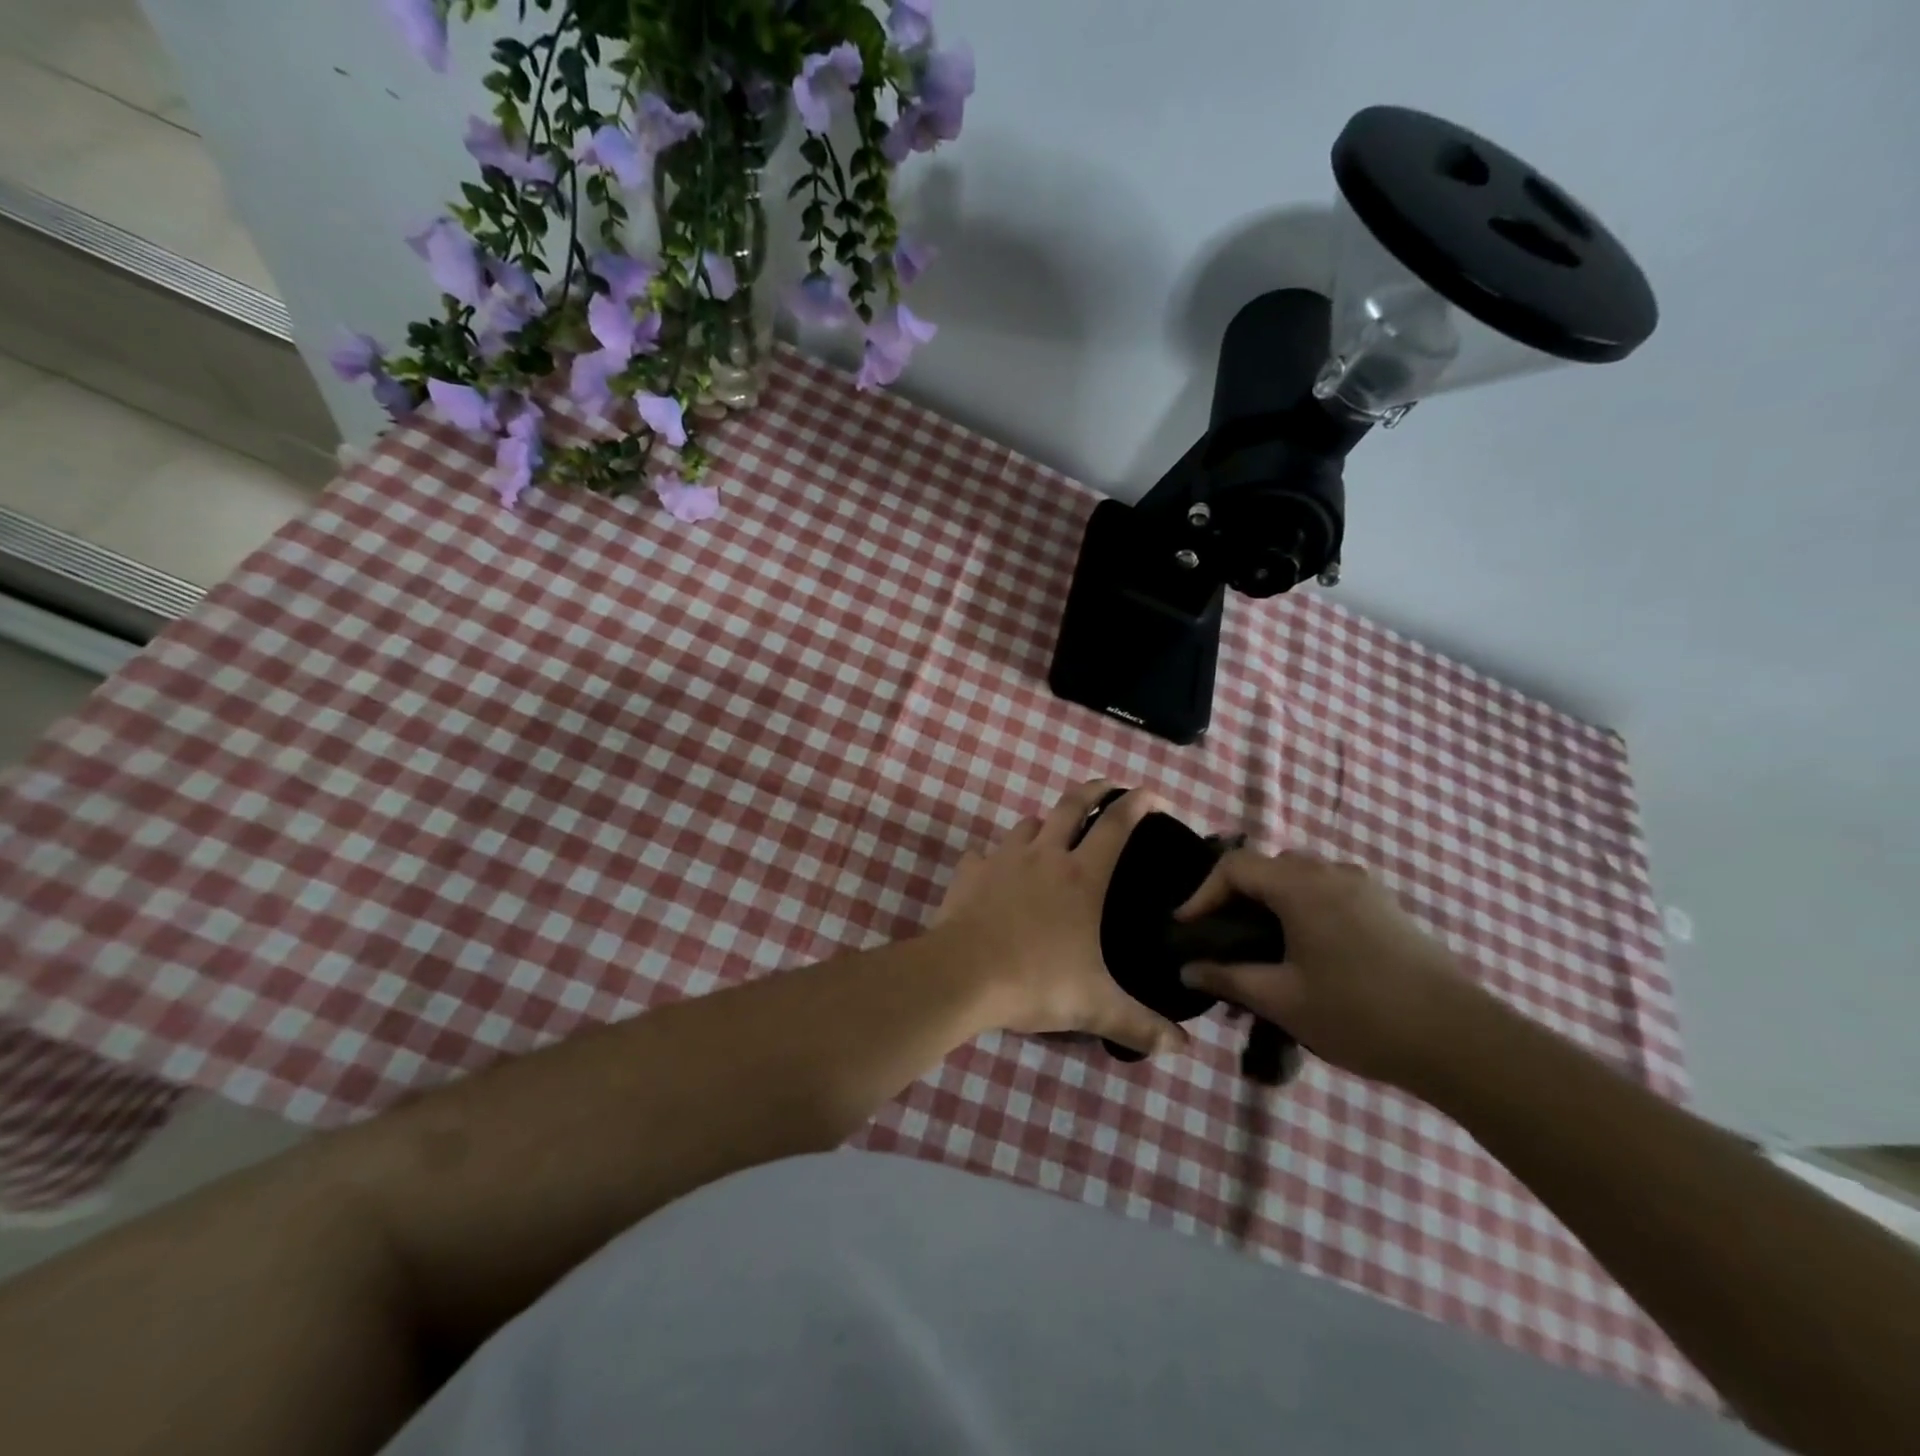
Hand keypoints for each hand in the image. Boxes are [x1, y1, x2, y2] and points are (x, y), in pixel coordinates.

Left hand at [932, 781, 1190, 1056]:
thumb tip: (1183, 1048)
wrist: (963, 975)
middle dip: (1093, 790)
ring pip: (1027, 824)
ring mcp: (1003, 858)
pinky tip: (995, 874)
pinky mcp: (969, 872)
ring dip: (1044, 824)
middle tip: (1107, 788)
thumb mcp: (1096, 1006)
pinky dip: (994, 858)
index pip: (1117, 824)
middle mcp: (1045, 855)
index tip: (1153, 796)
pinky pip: (984, 854)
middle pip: (1071, 805)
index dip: (1138, 803)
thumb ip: (1141, 1025)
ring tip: (1051, 837)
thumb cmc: (1036, 982)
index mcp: (1081, 877)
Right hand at [1176, 849, 1482, 1088]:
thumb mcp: (1281, 1000)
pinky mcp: (1387, 909)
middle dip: (1236, 895)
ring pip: (1300, 878)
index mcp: (1302, 886)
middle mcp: (1332, 873)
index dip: (1202, 893)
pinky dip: (1302, 908)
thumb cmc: (1359, 1015)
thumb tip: (1186, 969)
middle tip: (1221, 936)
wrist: (1461, 1042)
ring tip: (1260, 946)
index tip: (1185, 928)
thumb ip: (1227, 977)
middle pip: (1268, 867)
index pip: (1234, 867)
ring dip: (1271, 901)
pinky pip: (1329, 892)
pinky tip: (1305, 952)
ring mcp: (1365, 888)